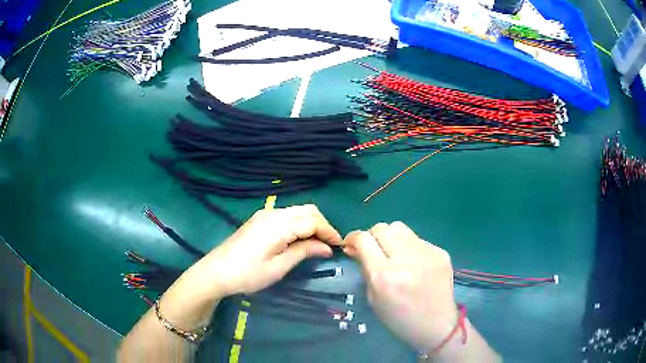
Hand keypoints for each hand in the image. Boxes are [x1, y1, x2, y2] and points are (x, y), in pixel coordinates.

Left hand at [195, 204, 341, 297]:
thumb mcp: (279, 267)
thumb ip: (304, 252)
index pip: (313, 221)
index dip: (330, 232)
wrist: (216, 272)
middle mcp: (273, 213)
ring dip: (311, 224)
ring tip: (317, 245)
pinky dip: (299, 224)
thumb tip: (327, 247)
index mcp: (279, 224)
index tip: (340, 246)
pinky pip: (286, 216)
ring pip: (297, 211)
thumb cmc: (248, 274)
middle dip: (322, 225)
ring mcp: (265, 214)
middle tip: (329, 246)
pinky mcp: (259, 219)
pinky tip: (299, 240)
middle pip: (307, 210)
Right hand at [344, 222, 457, 351]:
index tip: (351, 245)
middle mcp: (406, 259)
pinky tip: (414, 263)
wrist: (437, 325)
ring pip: (399, 228)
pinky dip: (409, 247)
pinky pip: (417, 239)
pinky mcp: (440, 252)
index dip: (353, 238)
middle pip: (381, 228)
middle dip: (372, 236)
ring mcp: (426, 253)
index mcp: (385, 276)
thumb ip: (365, 270)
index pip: (364, 239)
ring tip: (394, 253)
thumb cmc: (400, 319)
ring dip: (391, 238)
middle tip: (373, 250)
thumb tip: (356, 248)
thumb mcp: (374, 299)